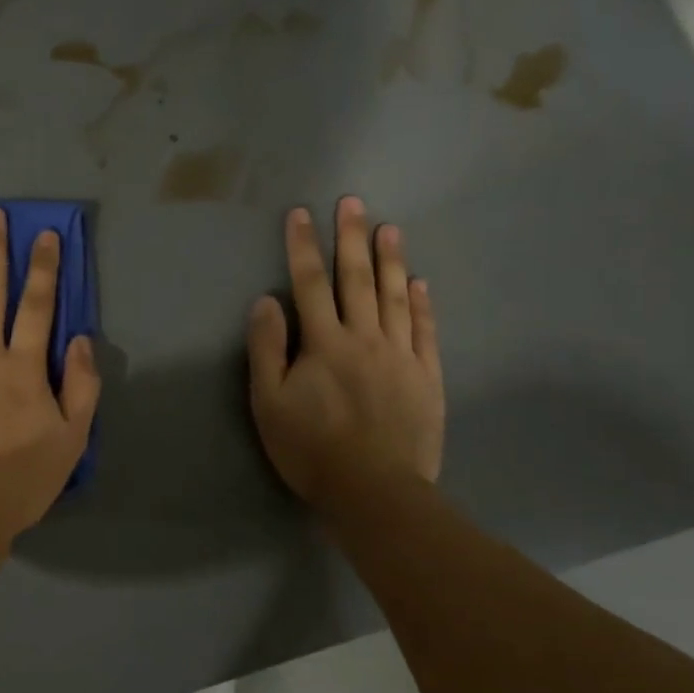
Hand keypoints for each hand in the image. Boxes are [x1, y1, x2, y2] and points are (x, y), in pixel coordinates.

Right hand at [248, 199, 443, 508]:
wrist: (375, 490)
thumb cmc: (311, 448)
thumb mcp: (268, 402)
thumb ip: (267, 348)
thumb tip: (267, 301)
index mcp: (323, 343)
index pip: (308, 284)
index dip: (302, 247)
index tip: (300, 213)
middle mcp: (364, 338)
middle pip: (356, 280)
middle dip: (351, 238)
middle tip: (352, 202)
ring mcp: (401, 355)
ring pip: (394, 297)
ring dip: (390, 260)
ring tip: (389, 228)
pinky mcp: (426, 376)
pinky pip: (424, 330)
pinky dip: (420, 304)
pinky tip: (418, 283)